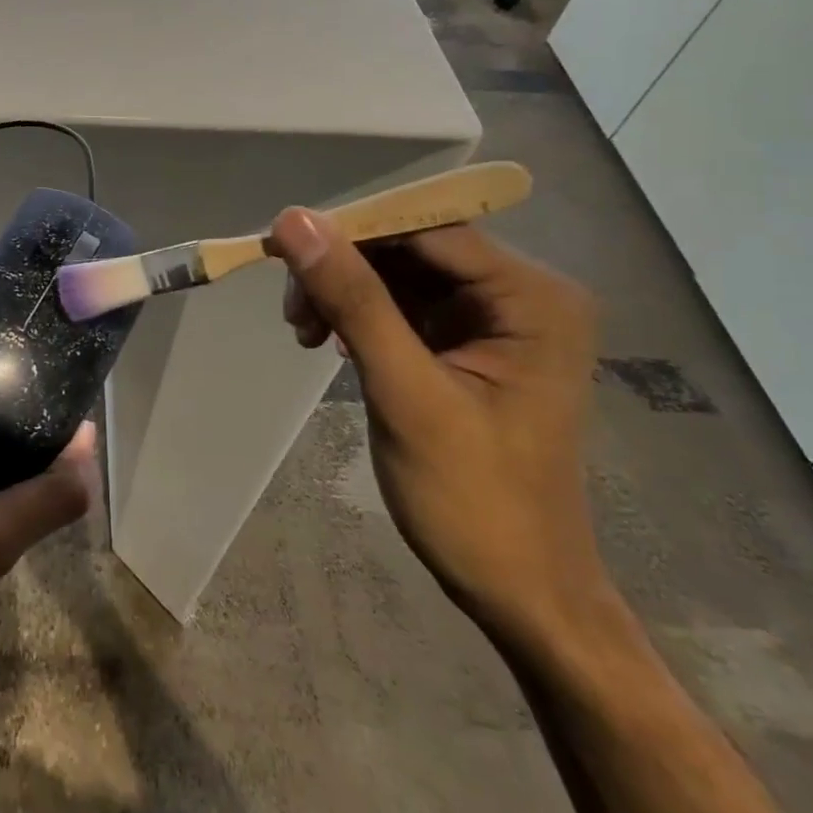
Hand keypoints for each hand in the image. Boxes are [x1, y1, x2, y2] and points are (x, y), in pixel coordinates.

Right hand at [270, 210, 603, 647]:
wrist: (519, 591)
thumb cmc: (473, 499)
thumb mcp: (405, 392)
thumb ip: (353, 299)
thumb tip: (294, 221)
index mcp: (531, 297)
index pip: (427, 228)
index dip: (351, 229)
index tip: (281, 248)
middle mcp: (520, 293)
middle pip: (410, 246)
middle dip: (344, 268)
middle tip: (292, 310)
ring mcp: (494, 319)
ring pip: (398, 273)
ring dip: (343, 293)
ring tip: (304, 332)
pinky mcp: (466, 343)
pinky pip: (401, 304)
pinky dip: (358, 316)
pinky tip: (330, 343)